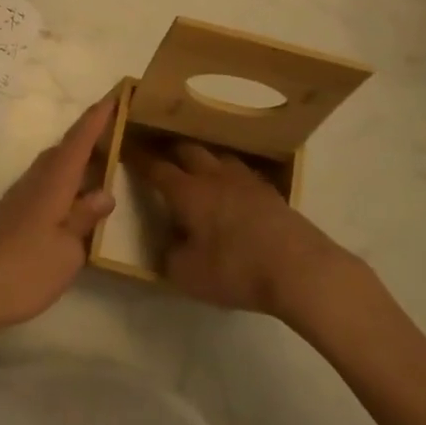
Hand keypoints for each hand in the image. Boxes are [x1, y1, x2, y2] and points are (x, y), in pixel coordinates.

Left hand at [0, 96, 117, 337]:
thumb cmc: (22, 272)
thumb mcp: (66, 252)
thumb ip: (84, 219)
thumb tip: (104, 193)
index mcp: (52, 185)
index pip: (78, 142)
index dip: (97, 118)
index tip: (115, 95)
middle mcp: (34, 183)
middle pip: (64, 150)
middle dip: (89, 137)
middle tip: (117, 132)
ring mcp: (18, 198)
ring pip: (52, 168)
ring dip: (76, 161)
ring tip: (101, 166)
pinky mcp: (10, 215)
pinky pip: (43, 185)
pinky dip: (63, 183)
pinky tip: (72, 201)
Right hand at [125, 139, 360, 320]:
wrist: (301, 270)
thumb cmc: (236, 270)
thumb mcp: (188, 275)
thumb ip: (170, 256)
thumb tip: (169, 244)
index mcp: (187, 192)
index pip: (155, 167)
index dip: (138, 159)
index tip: (124, 150)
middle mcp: (213, 176)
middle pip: (187, 150)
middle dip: (170, 151)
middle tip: (160, 158)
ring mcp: (245, 180)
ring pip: (217, 156)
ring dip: (202, 159)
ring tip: (197, 169)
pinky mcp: (270, 192)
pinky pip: (241, 172)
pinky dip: (229, 175)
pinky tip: (232, 189)